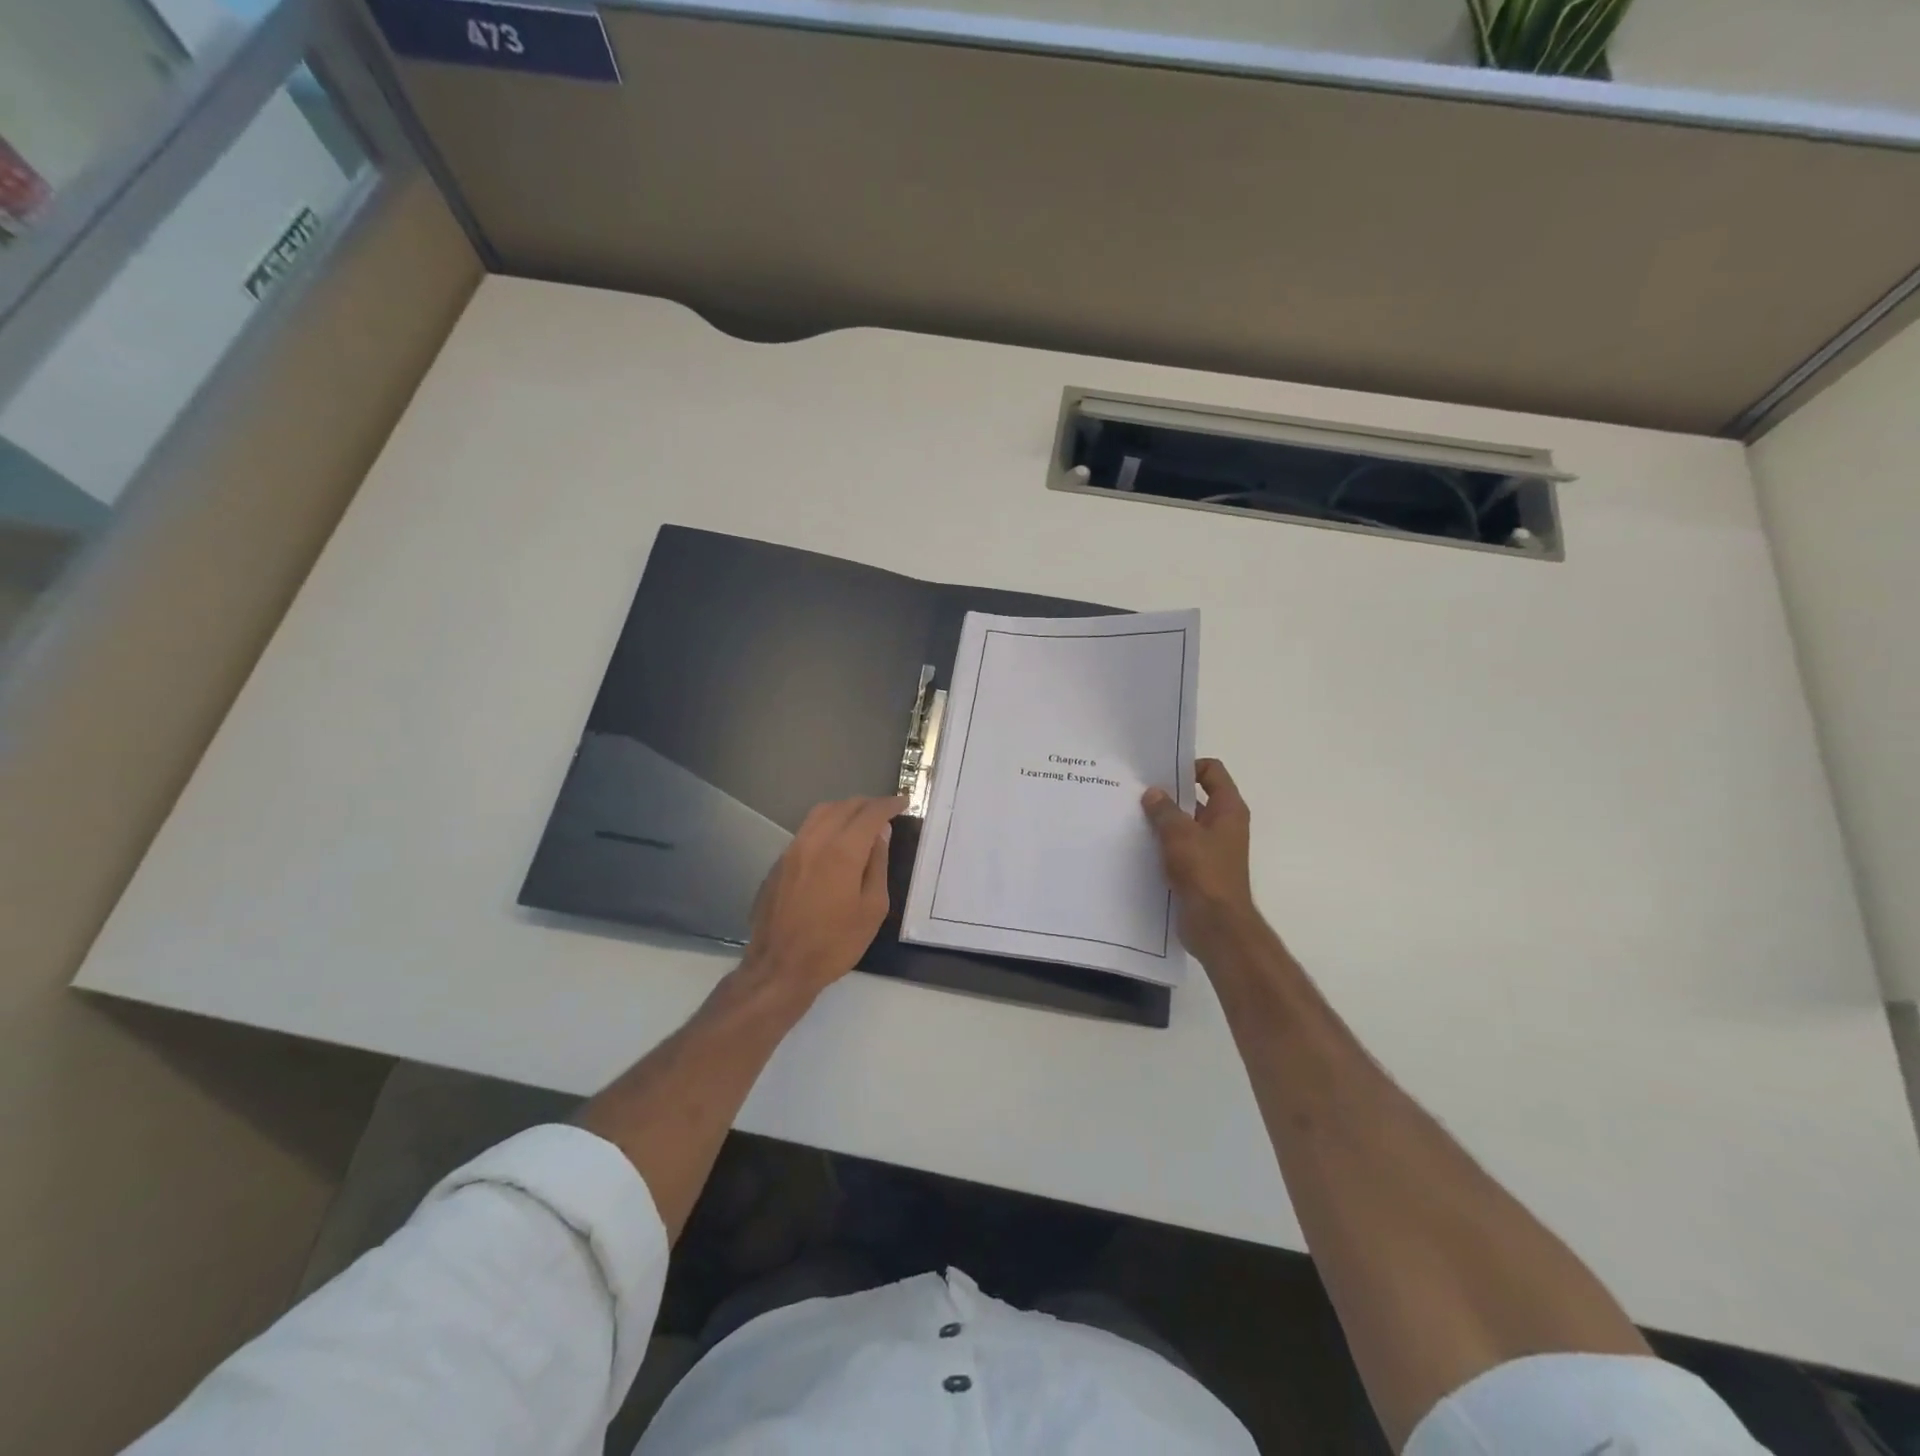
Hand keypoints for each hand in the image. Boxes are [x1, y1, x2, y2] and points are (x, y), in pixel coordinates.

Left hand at [741, 795, 903, 1001]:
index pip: (870, 813)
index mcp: (841, 852)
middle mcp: (814, 841)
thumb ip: (877, 865)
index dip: (889, 804)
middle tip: (886, 811)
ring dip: (844, 810)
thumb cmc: (834, 944)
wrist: (779, 968)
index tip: (904, 802)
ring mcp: (791, 850)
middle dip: (868, 804)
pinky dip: (826, 825)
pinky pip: (806, 831)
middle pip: (843, 806)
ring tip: (861, 820)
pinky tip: (834, 842)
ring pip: (820, 813)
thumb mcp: (872, 909)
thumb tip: (880, 834)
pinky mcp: (778, 864)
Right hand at [1142, 759, 1263, 965]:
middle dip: (1169, 794)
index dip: (1188, 766)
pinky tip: (1139, 844)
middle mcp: (1224, 825)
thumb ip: (1164, 810)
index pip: (1212, 771)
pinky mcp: (1200, 869)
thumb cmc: (1204, 872)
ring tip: (1132, 816)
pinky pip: (1179, 847)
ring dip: (1163, 820)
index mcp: (1228, 809)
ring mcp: (1212, 848)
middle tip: (1136, 792)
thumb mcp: (1179, 834)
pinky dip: (1162, 843)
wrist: (1216, 925)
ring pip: (1185, 823)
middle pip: (1196, 796)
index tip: (1159, 774)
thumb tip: (1153, 793)